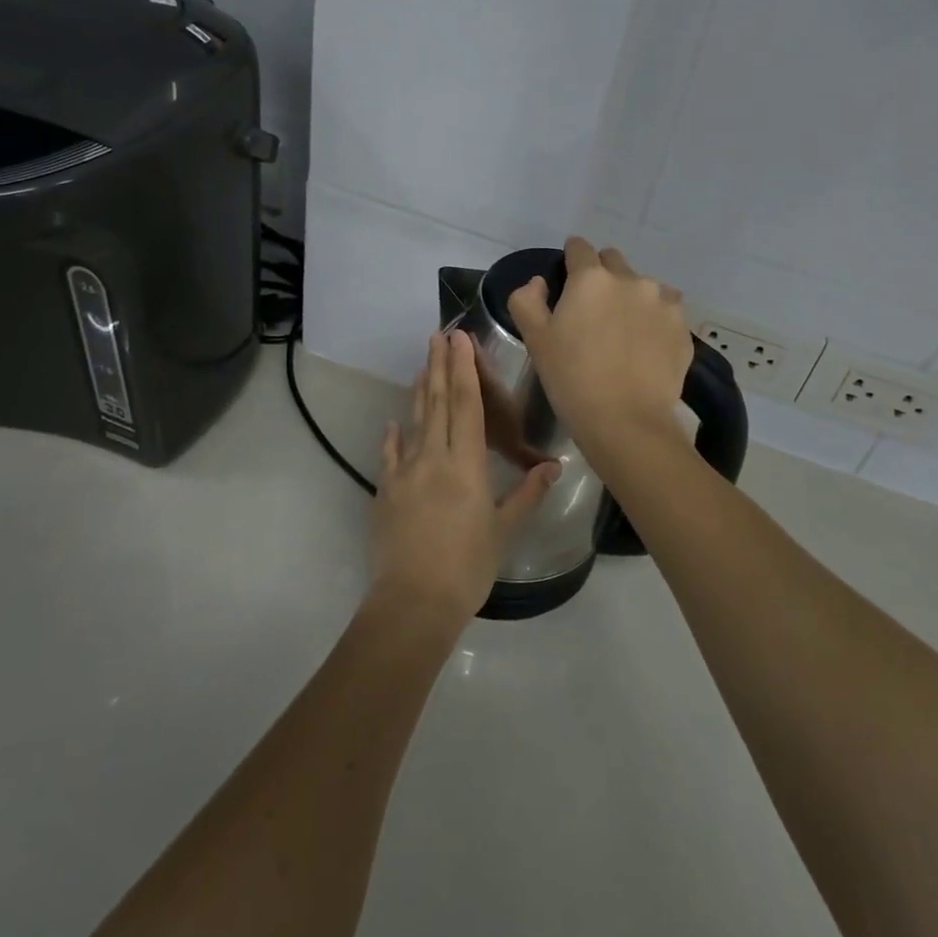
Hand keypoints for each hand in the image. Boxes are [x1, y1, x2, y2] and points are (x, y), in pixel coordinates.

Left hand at [369, 331, 560, 622]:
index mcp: (465, 465)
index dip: (463, 370)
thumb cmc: (467, 567)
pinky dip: (393, 436)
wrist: (412, 602)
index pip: (466, 406)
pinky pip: (389, 455)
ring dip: (418, 391)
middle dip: (438, 366)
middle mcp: (432, 458)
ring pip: (413, 422)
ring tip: (421, 364)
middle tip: (439, 335)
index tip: (460, 339)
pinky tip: (393, 422)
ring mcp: (404, 472)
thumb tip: (553, 465)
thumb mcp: (504, 530)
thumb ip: (526, 494)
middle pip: (436, 403)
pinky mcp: (385, 491)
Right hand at [506, 237, 691, 453]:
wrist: (627, 422)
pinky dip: (654, 321)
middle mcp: (631, 280)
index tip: (566, 278)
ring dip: (631, 298)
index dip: (570, 259)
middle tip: (592, 310)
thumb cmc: (572, 379)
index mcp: (591, 278)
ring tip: (623, 333)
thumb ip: (527, 300)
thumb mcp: (535, 340)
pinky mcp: (683, 328)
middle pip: (613, 262)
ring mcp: (663, 302)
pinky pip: (666, 312)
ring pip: (643, 287)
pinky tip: (645, 348)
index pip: (579, 248)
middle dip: (601, 276)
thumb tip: (539, 283)